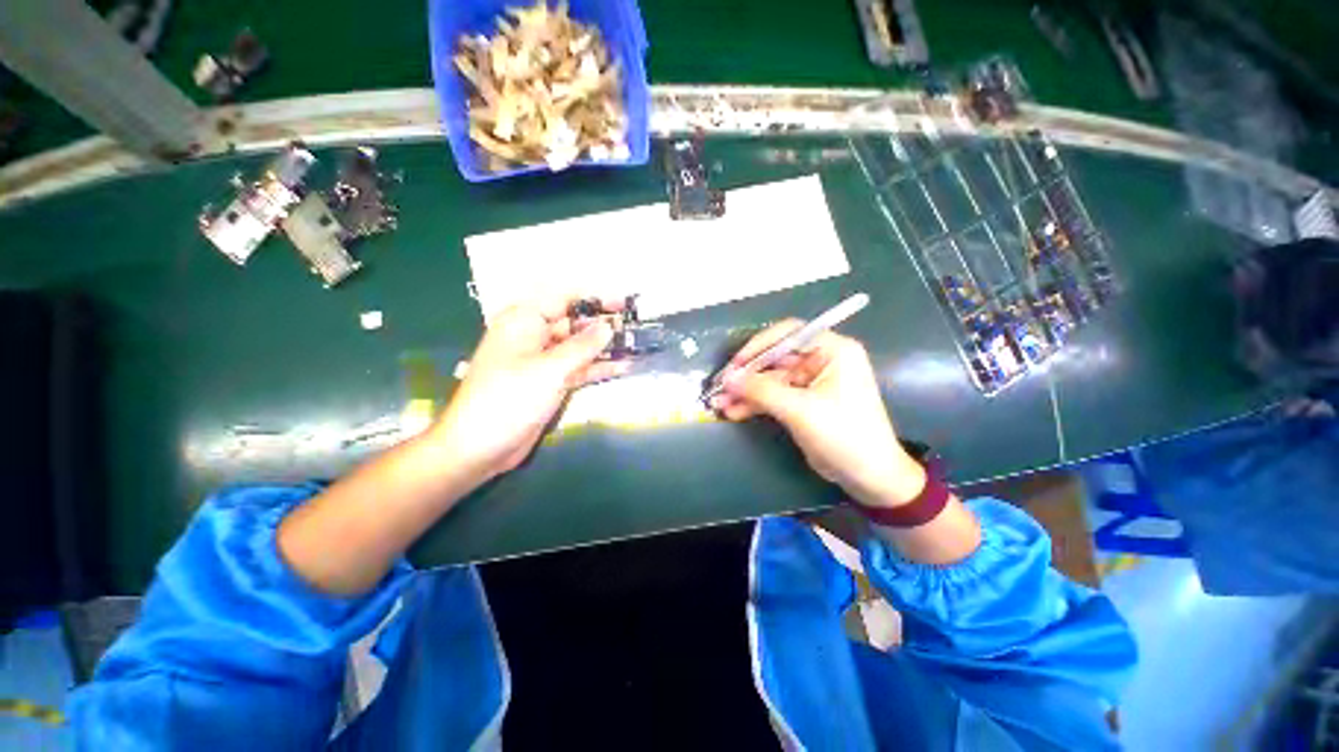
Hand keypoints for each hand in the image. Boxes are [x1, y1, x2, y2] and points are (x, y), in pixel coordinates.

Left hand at [430, 295, 627, 481]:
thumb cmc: (509, 399)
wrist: (480, 447)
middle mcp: (534, 336)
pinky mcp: (550, 382)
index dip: (594, 299)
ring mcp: (543, 361)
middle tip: (635, 328)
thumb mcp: (549, 369)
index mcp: (524, 321)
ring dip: (604, 348)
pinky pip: (578, 369)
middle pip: (574, 323)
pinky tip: (622, 367)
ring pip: (579, 347)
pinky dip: (597, 368)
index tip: (623, 303)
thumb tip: (608, 326)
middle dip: (603, 325)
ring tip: (635, 345)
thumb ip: (582, 346)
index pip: (564, 299)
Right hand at [710, 321, 926, 507]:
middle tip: (722, 386)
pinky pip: (772, 396)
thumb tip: (728, 378)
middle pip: (775, 359)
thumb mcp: (800, 410)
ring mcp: (810, 382)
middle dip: (747, 375)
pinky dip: (754, 404)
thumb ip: (761, 391)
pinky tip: (734, 411)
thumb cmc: (843, 435)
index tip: (736, 364)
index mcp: (832, 351)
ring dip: (746, 392)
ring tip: (720, 404)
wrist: (868, 476)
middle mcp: (821, 361)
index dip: (759, 345)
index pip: (789, 335)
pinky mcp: (802, 402)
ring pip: (770, 380)